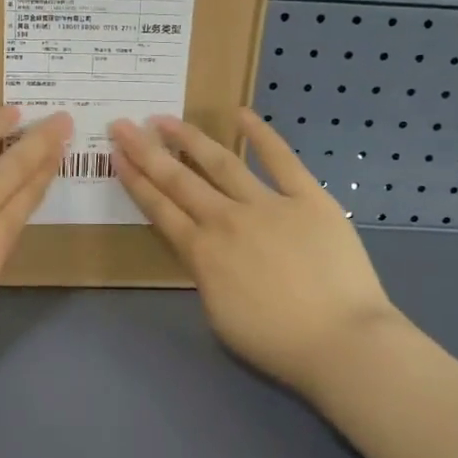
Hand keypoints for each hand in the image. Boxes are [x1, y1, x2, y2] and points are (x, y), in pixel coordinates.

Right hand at [110, 110, 399, 401]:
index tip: (116, 155)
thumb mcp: (218, 315)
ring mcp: (267, 204)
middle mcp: (226, 220)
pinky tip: (241, 115)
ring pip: (220, 163)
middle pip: (178, 180)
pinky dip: (261, 135)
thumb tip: (205, 251)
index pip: (159, 209)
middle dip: (147, 151)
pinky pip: (281, 160)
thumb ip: (205, 275)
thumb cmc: (275, 342)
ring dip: (190, 139)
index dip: (135, 181)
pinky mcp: (308, 198)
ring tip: (167, 119)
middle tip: (123, 124)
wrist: (340, 341)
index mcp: (201, 253)